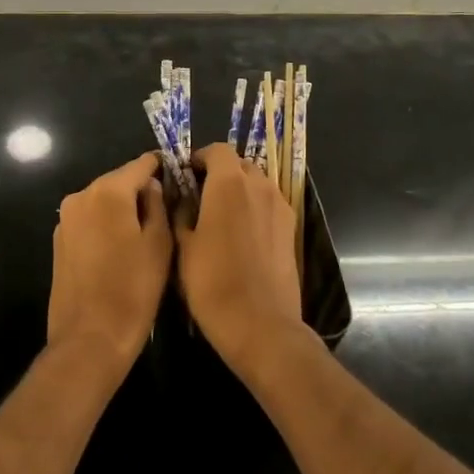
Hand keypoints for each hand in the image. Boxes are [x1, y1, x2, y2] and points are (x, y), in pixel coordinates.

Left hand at [47, 153, 172, 383]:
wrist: (90, 338)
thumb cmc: (133, 290)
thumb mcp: (159, 244)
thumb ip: (158, 204)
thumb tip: (152, 185)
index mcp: (108, 192)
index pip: (141, 164)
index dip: (162, 167)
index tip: (181, 177)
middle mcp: (81, 196)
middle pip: (119, 181)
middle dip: (142, 190)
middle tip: (168, 209)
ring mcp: (65, 219)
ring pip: (103, 200)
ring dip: (123, 209)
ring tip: (146, 232)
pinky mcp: (59, 240)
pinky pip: (90, 220)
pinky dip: (106, 225)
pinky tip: (121, 249)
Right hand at [176, 143, 309, 375]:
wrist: (259, 323)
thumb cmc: (212, 282)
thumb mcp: (183, 246)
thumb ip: (182, 213)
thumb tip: (183, 198)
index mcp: (229, 183)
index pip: (217, 150)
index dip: (200, 158)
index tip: (186, 175)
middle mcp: (259, 185)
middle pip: (240, 164)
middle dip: (221, 172)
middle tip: (201, 196)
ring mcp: (280, 206)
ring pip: (257, 183)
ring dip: (240, 189)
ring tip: (222, 216)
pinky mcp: (292, 228)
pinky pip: (270, 204)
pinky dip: (255, 207)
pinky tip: (242, 234)